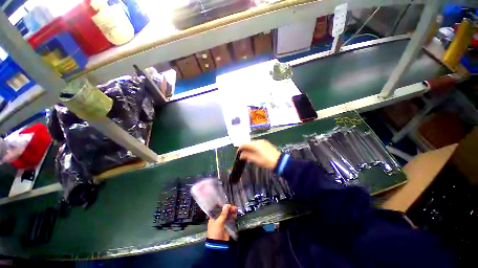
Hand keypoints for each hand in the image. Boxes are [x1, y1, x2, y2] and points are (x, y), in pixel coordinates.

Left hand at [207, 204, 236, 240]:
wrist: (218, 245)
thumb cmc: (215, 232)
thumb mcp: (218, 222)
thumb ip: (223, 214)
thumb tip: (227, 205)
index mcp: (213, 217)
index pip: (218, 209)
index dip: (223, 206)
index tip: (228, 204)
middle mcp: (217, 219)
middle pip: (224, 212)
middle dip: (229, 209)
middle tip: (234, 207)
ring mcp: (222, 222)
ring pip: (227, 215)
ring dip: (231, 212)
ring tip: (236, 210)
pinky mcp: (227, 226)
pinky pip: (230, 220)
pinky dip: (233, 217)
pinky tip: (236, 214)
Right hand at [238, 140, 280, 169]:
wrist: (279, 161)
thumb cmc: (267, 161)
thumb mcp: (256, 160)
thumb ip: (247, 156)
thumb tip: (241, 155)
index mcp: (255, 144)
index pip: (244, 144)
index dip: (240, 148)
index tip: (238, 153)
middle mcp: (258, 141)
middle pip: (248, 143)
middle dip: (245, 149)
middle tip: (243, 156)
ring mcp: (262, 142)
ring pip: (252, 143)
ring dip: (249, 148)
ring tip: (249, 156)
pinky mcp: (265, 143)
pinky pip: (257, 144)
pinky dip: (254, 148)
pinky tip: (255, 153)